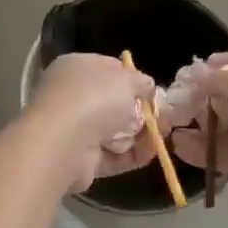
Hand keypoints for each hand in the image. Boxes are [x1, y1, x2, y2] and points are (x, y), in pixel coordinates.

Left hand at [23, 53, 158, 192]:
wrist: (63, 142)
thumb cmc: (94, 98)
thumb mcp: (126, 79)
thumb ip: (141, 81)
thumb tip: (148, 86)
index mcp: (75, 68)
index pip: (108, 69)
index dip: (132, 79)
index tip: (153, 90)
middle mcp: (71, 96)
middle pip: (113, 102)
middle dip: (141, 110)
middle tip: (164, 117)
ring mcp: (74, 129)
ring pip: (115, 130)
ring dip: (141, 134)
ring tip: (164, 135)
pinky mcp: (80, 159)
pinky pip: (112, 155)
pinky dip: (132, 154)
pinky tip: (152, 152)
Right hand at [169, 53, 227, 201]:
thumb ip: (217, 80)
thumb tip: (196, 75)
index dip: (221, 65)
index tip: (194, 70)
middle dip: (205, 98)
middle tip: (177, 100)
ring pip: (225, 128)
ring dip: (200, 126)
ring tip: (171, 123)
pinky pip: (222, 154)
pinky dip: (200, 151)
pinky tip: (178, 145)